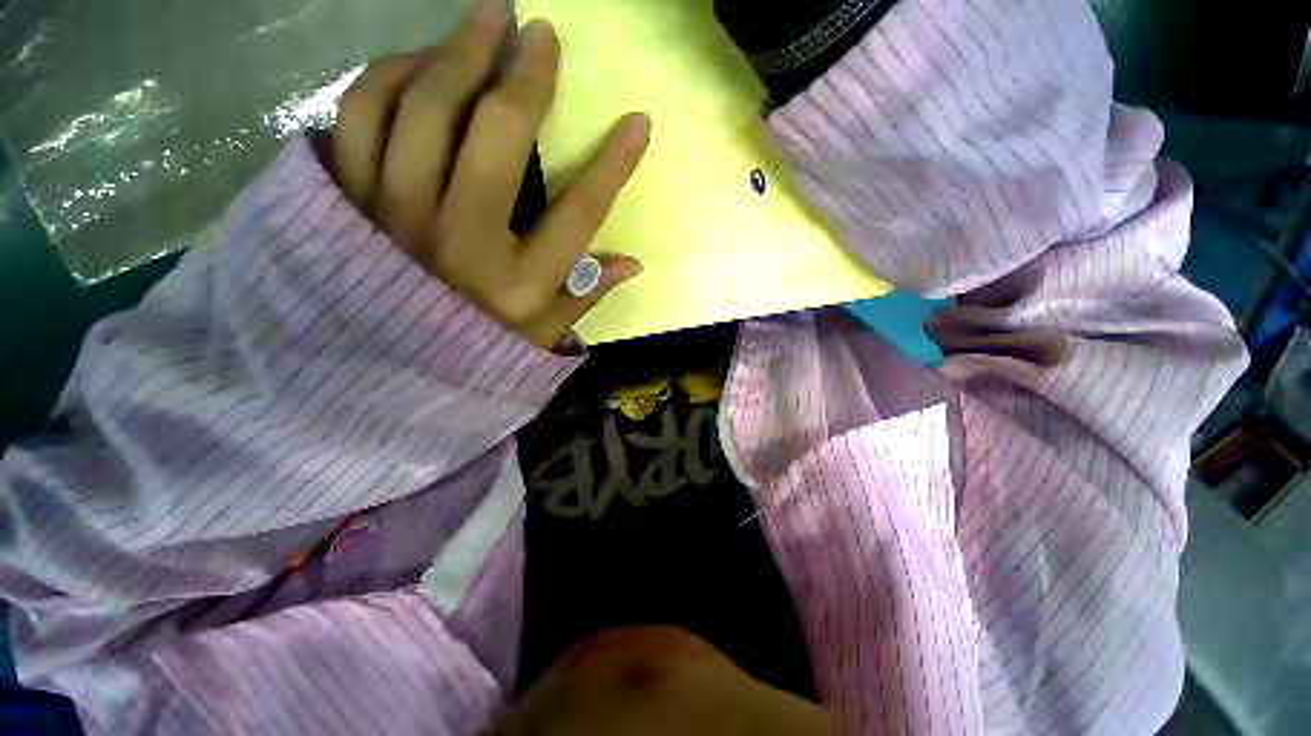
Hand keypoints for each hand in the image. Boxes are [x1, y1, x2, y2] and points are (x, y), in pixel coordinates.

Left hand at [331, 1, 650, 348]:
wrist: (376, 375)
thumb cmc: (470, 353)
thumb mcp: (539, 335)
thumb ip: (584, 296)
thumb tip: (632, 262)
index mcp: (517, 284)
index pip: (578, 212)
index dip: (613, 164)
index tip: (638, 122)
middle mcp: (459, 240)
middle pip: (495, 136)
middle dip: (525, 76)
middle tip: (540, 32)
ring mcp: (392, 212)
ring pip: (422, 105)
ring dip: (456, 53)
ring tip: (482, 26)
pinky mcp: (344, 195)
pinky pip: (360, 111)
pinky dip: (390, 74)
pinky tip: (419, 64)